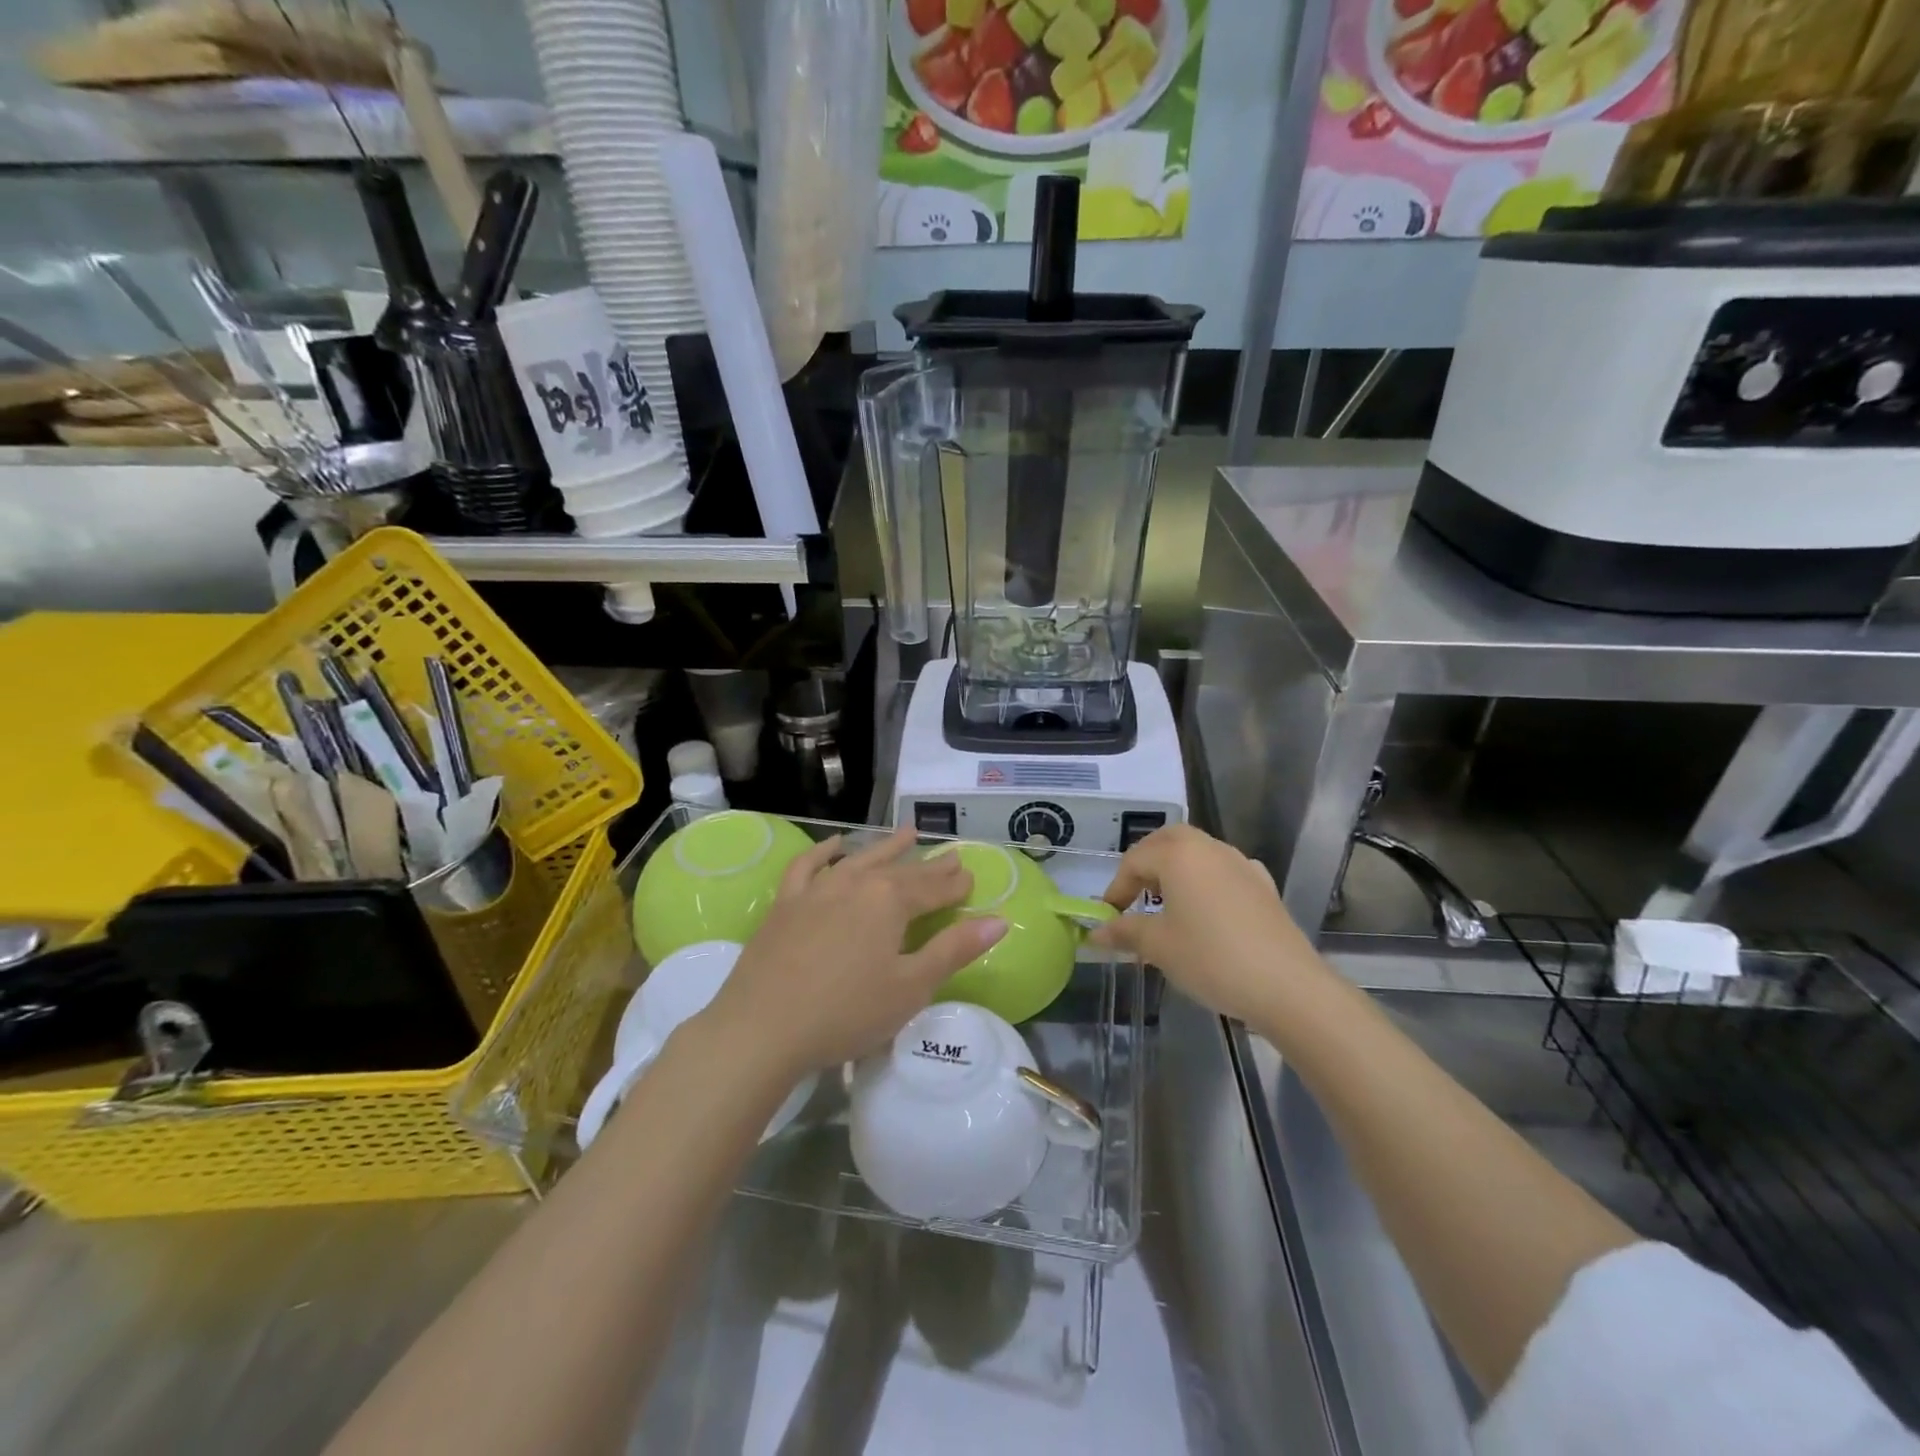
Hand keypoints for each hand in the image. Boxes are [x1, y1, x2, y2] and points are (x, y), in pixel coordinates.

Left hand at [703, 827, 1007, 1077]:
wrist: (762, 1028)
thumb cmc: (846, 1012)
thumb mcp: (911, 987)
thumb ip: (955, 950)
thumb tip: (999, 921)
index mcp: (890, 901)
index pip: (933, 888)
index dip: (955, 885)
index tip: (971, 878)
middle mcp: (856, 883)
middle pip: (901, 871)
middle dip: (929, 866)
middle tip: (950, 857)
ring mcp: (817, 889)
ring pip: (860, 859)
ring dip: (886, 847)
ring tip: (907, 834)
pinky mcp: (786, 903)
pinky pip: (809, 866)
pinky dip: (825, 852)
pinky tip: (837, 845)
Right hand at [1091, 824, 1325, 1024]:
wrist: (1286, 986)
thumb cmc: (1211, 958)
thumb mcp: (1159, 946)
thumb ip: (1125, 931)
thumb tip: (1096, 932)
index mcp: (1179, 855)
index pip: (1135, 860)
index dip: (1116, 888)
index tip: (1109, 916)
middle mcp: (1210, 848)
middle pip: (1168, 841)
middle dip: (1146, 863)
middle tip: (1134, 894)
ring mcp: (1241, 864)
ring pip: (1199, 853)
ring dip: (1176, 869)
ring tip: (1167, 904)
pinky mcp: (1264, 886)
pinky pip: (1225, 872)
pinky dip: (1206, 882)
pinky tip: (1207, 910)